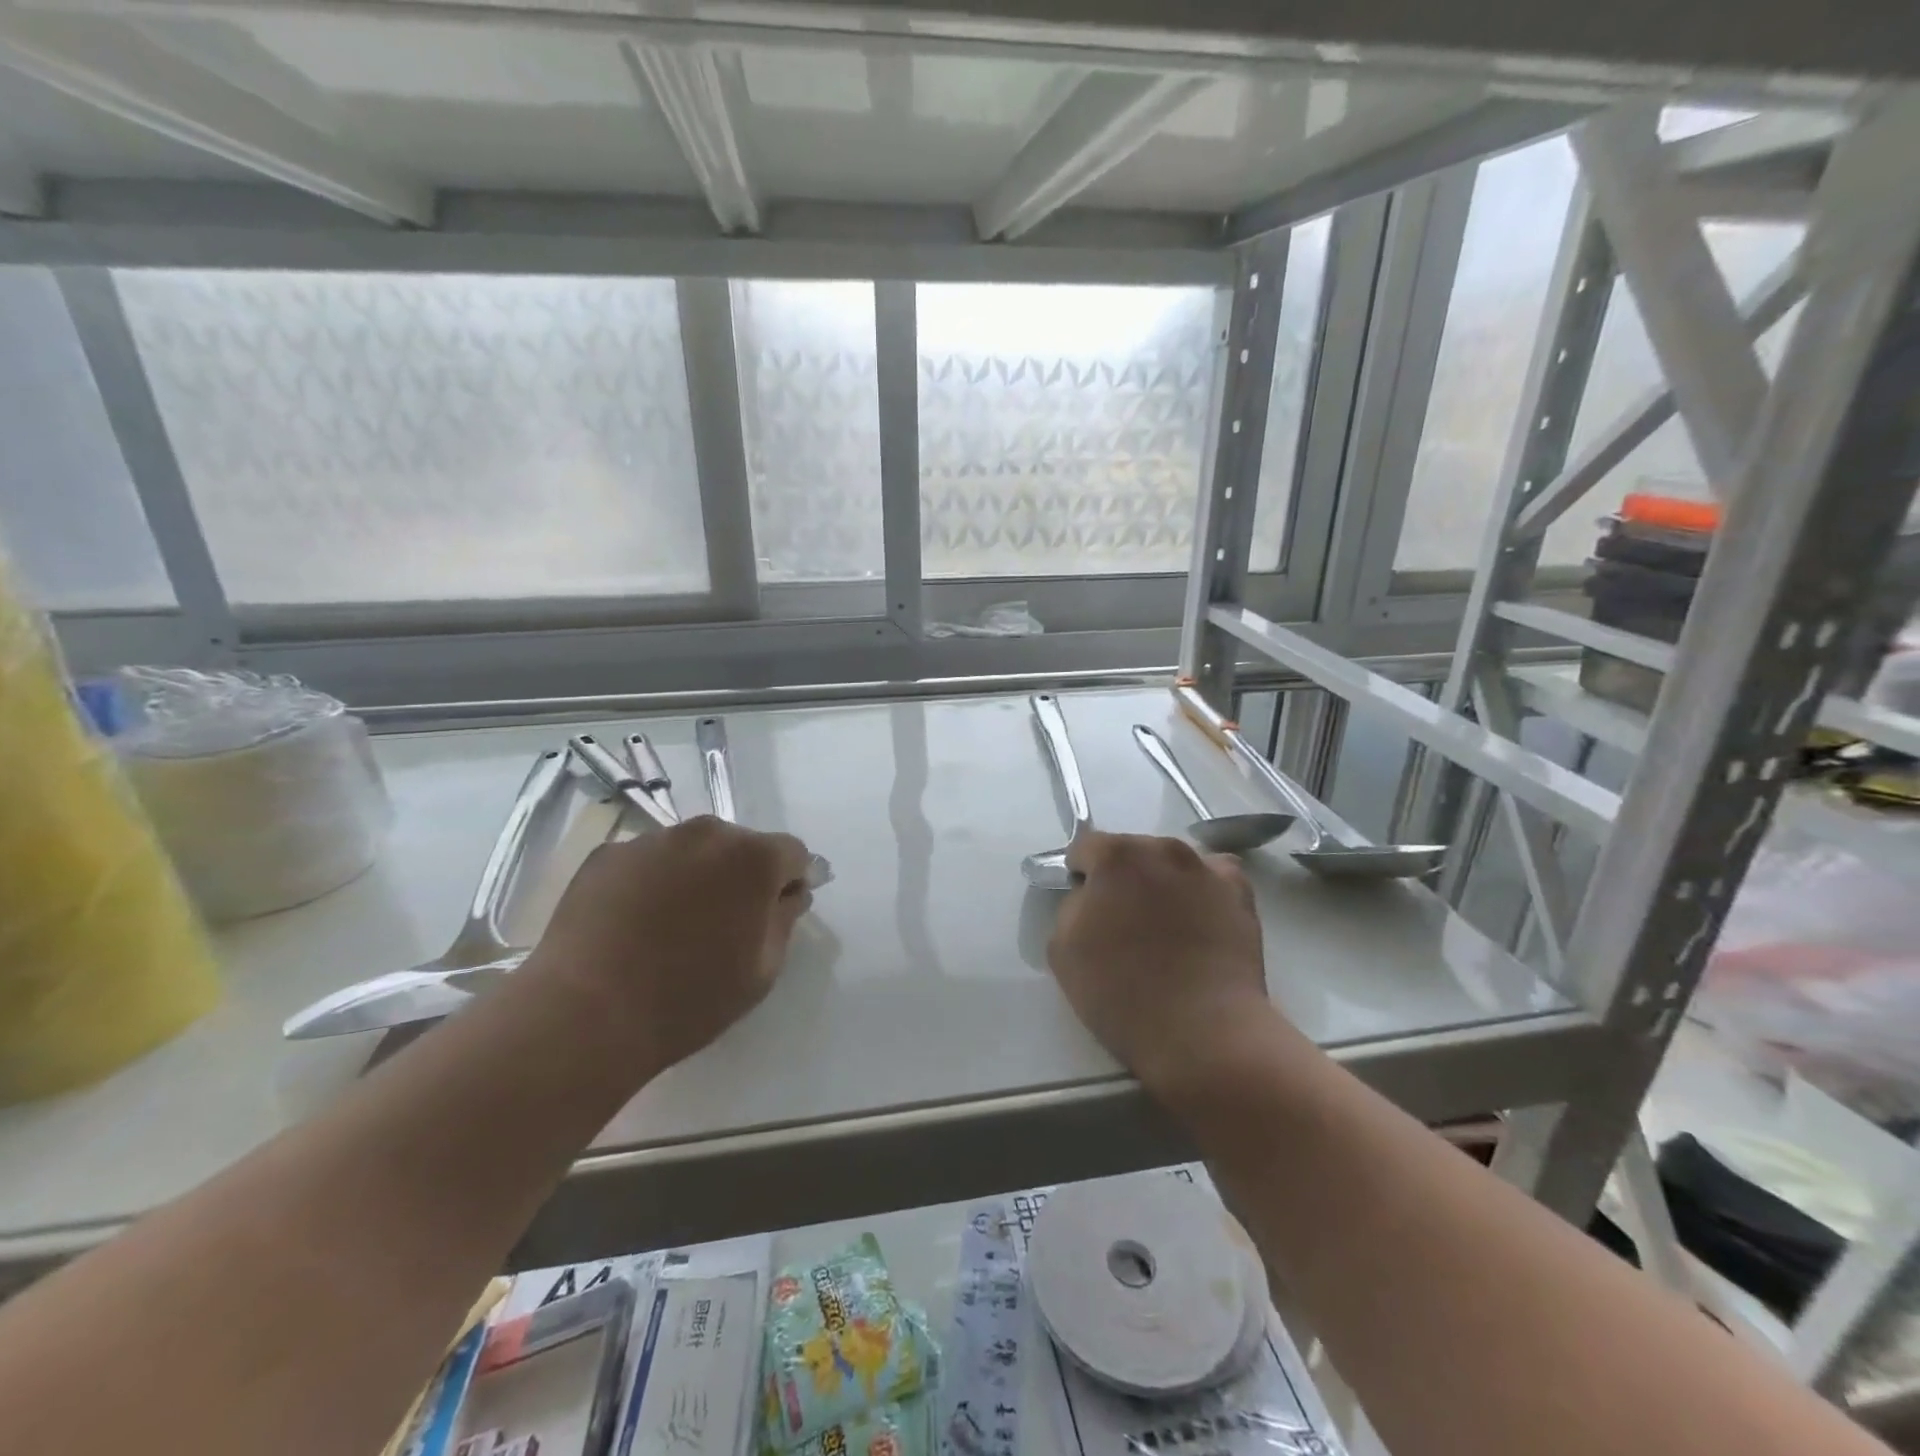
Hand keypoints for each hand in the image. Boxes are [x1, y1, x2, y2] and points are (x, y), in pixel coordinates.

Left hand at [527, 816, 812, 1069]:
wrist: (585, 1015)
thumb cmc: (689, 998)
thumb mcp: (762, 970)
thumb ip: (785, 919)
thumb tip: (790, 893)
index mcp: (753, 858)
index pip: (792, 853)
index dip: (791, 881)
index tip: (777, 913)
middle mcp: (706, 833)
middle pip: (740, 845)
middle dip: (742, 875)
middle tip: (723, 923)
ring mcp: (651, 839)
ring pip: (691, 850)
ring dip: (696, 874)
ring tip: (672, 924)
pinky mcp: (607, 854)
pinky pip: (647, 861)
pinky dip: (651, 882)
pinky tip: (633, 923)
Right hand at [1048, 831, 1273, 1094]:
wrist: (1202, 1032)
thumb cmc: (1121, 992)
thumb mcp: (1062, 948)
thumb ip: (1072, 906)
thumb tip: (1091, 896)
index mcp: (1116, 856)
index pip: (1086, 847)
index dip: (1080, 875)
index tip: (1084, 907)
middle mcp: (1163, 849)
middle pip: (1133, 852)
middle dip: (1123, 878)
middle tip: (1124, 922)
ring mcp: (1207, 869)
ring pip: (1172, 864)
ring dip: (1163, 883)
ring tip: (1166, 928)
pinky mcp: (1241, 894)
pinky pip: (1213, 878)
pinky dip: (1203, 891)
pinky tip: (1200, 922)